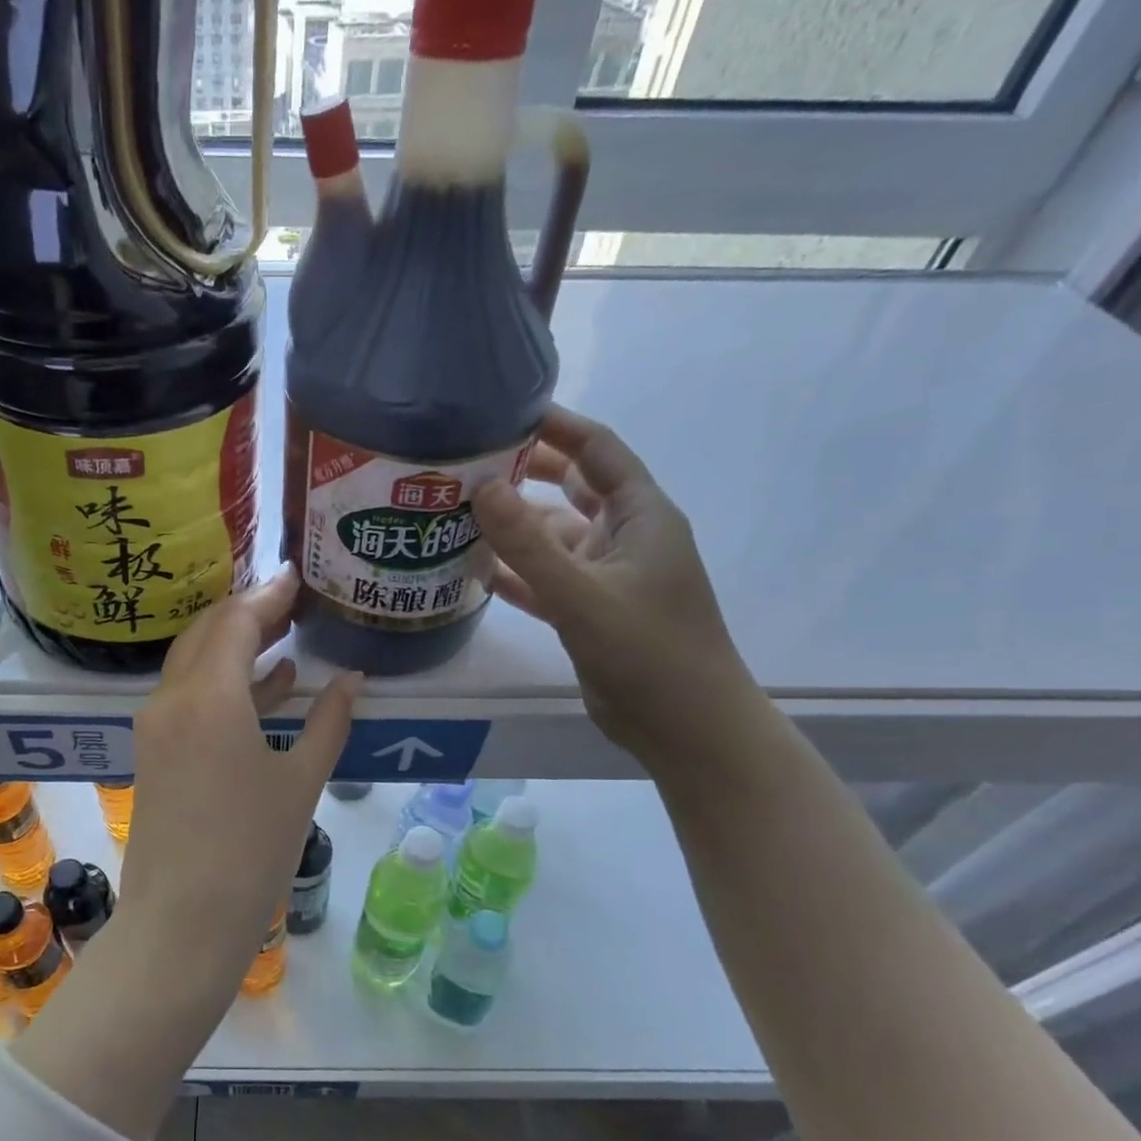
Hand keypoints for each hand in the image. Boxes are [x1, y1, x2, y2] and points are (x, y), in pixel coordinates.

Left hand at [118, 568, 360, 965]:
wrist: (181, 924)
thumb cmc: (251, 852)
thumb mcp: (301, 782)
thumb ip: (328, 721)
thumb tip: (351, 680)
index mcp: (208, 697)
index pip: (237, 622)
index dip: (269, 596)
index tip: (298, 576)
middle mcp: (172, 699)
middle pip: (207, 633)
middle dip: (249, 612)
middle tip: (293, 602)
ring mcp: (156, 726)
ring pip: (194, 663)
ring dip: (235, 645)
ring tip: (284, 634)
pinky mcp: (153, 752)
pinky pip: (189, 697)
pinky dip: (224, 683)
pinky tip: (267, 686)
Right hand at [474, 406, 762, 769]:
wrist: (686, 729)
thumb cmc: (649, 653)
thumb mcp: (584, 595)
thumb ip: (530, 544)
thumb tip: (481, 486)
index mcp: (640, 516)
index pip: (597, 450)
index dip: (555, 425)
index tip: (503, 410)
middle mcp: (623, 537)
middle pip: (569, 487)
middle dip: (522, 472)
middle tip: (463, 463)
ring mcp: (605, 576)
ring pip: (552, 537)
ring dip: (511, 527)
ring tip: (454, 513)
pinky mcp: (589, 611)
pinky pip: (545, 579)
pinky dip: (514, 572)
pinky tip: (472, 569)